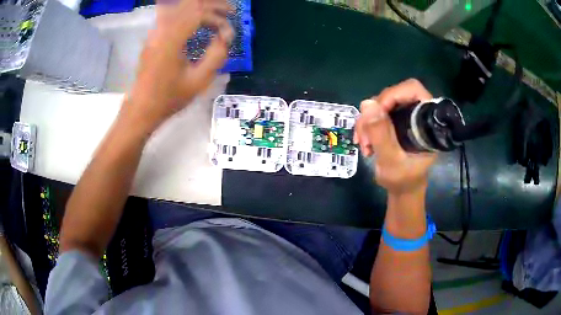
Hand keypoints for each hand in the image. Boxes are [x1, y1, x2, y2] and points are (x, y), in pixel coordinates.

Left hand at [122, 0, 233, 132]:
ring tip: (217, 15)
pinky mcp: (153, 36)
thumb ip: (216, 55)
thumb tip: (226, 37)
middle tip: (230, 12)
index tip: (228, 35)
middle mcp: (161, 30)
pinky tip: (198, 21)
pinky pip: (172, 14)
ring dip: (201, 7)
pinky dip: (189, 13)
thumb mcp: (199, 81)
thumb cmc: (169, 98)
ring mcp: (155, 31)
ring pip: (180, 6)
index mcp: (171, 40)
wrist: (141, 108)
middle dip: (213, 5)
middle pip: (190, 4)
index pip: (199, 14)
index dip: (218, 20)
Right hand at [354, 79, 436, 193]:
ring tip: (364, 144)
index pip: (413, 90)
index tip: (376, 114)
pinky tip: (365, 142)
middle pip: (393, 96)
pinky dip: (367, 126)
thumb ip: (381, 134)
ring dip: (367, 122)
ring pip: (381, 105)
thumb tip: (367, 103)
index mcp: (427, 122)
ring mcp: (405, 117)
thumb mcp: (390, 161)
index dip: (393, 95)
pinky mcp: (396, 121)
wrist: (403, 190)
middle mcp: (417, 114)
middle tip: (365, 136)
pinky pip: (376, 114)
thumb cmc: (403, 180)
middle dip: (374, 114)